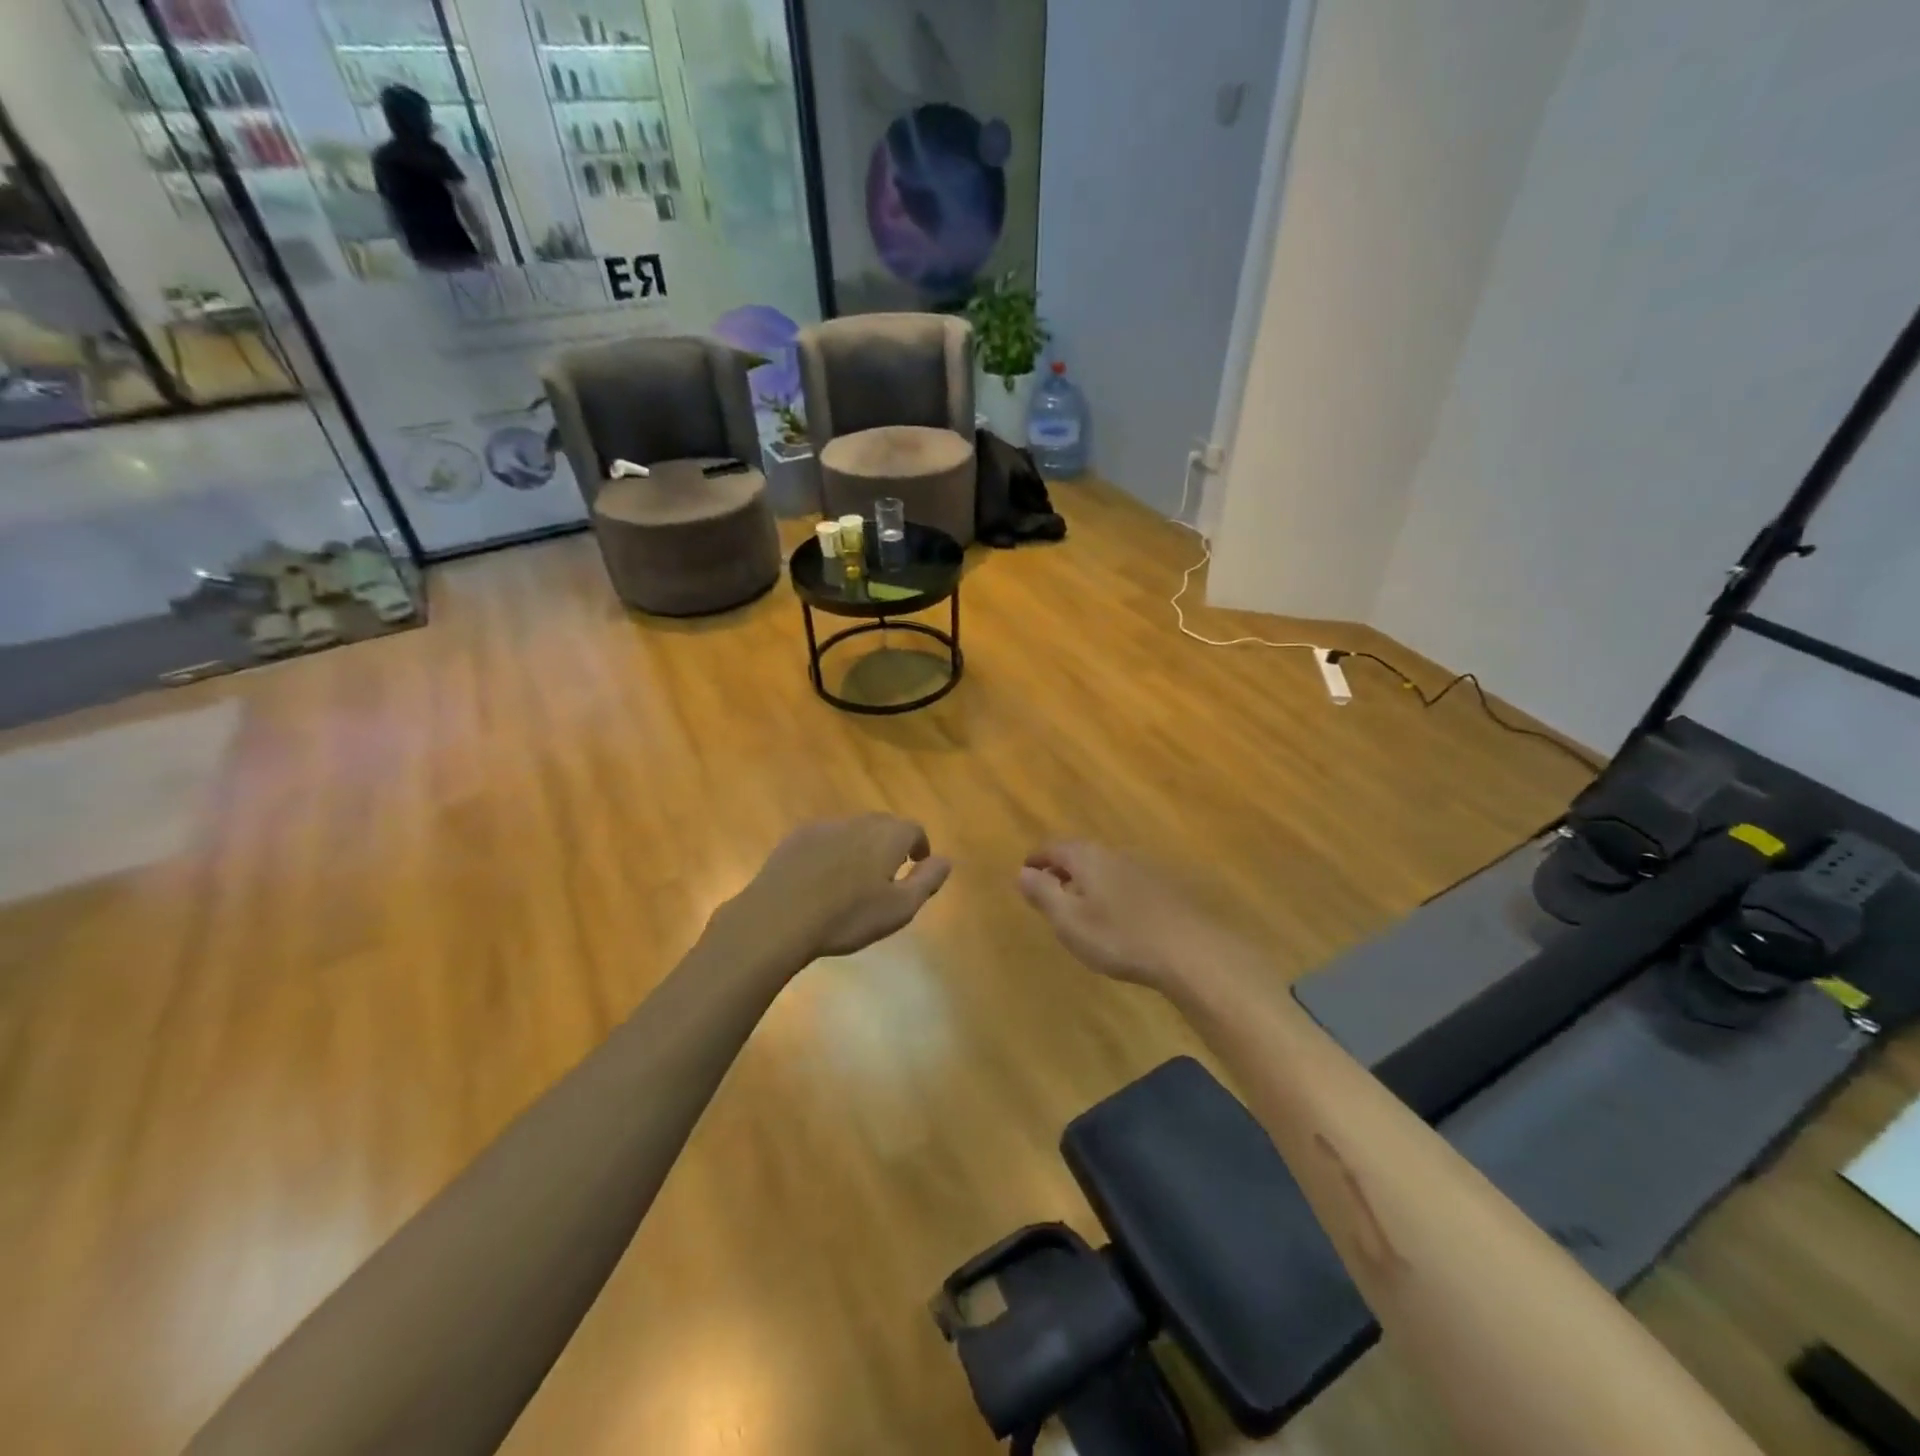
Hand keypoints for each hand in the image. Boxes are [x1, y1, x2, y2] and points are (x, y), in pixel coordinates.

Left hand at [726, 815, 951, 965]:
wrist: (779, 917)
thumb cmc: (847, 917)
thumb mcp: (899, 908)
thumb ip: (927, 880)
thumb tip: (945, 860)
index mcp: (887, 836)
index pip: (913, 829)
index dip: (919, 845)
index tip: (917, 864)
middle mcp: (859, 822)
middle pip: (883, 824)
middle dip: (891, 842)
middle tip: (890, 869)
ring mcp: (825, 827)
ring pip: (853, 829)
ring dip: (861, 845)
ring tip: (856, 875)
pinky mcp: (797, 837)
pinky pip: (826, 837)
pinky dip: (833, 849)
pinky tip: (823, 876)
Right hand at [1018, 841, 1245, 993]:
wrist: (1190, 951)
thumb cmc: (1119, 936)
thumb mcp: (1069, 920)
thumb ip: (1044, 894)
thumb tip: (1022, 872)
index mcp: (1088, 857)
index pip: (1054, 847)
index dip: (1037, 858)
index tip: (1025, 870)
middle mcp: (1115, 854)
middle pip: (1081, 854)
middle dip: (1062, 868)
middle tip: (1049, 887)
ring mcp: (1143, 869)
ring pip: (1105, 868)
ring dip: (1088, 880)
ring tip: (1079, 904)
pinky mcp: (1164, 888)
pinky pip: (1125, 881)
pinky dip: (1110, 891)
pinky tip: (1115, 915)